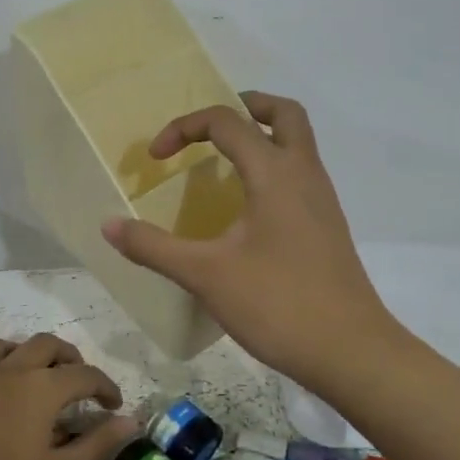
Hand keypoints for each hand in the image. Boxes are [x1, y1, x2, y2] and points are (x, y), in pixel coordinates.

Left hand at [0, 334, 137, 459]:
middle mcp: (8, 371)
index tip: (114, 406)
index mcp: (42, 388)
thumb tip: (131, 420)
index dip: (105, 386)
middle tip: (78, 382)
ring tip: (29, 376)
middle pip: (44, 345)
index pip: (84, 374)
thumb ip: (96, 444)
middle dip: (67, 357)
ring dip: (19, 354)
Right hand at [101, 92, 401, 394]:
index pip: (227, 122)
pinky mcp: (327, 226)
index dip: (184, 128)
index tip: (156, 159)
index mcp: (275, 173)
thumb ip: (154, 247)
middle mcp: (305, 174)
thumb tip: (109, 225)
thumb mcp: (205, 275)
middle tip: (210, 128)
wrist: (350, 351)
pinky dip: (273, 168)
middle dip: (244, 107)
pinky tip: (246, 208)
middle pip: (283, 113)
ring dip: (262, 137)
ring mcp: (322, 201)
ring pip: (298, 144)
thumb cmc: (278, 305)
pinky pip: (301, 175)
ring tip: (222, 163)